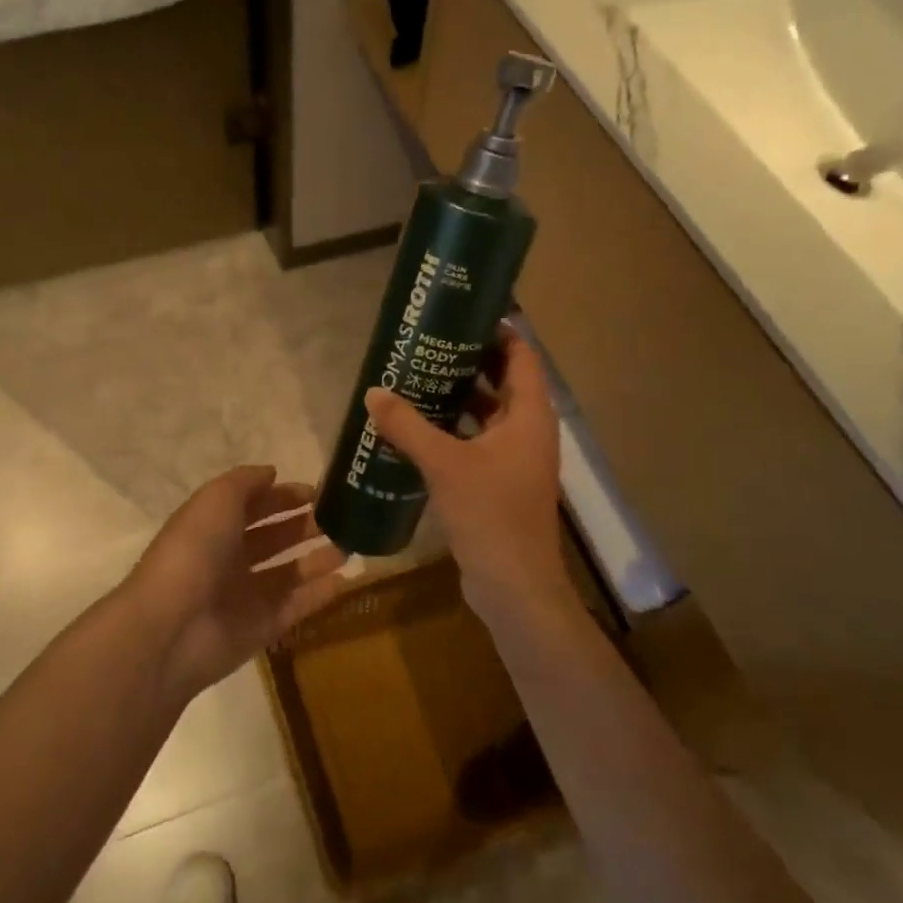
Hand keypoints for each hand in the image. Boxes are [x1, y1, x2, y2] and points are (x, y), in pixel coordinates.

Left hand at [125, 466, 346, 704]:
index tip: (318, 492)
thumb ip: (246, 482)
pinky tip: (344, 580)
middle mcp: (229, 559)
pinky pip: (296, 606)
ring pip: (289, 572)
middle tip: (341, 518)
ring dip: (317, 559)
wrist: (172, 627)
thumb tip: (272, 473)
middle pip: (273, 538)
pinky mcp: (262, 628)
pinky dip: (319, 594)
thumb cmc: (195, 551)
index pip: (253, 506)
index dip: (283, 497)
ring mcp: (246, 596)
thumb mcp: (217, 499)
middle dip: (304, 526)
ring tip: (348, 546)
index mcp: (214, 526)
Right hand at [362, 327, 577, 633]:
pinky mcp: (501, 482)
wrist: (515, 587)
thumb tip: (373, 392)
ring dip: (459, 397)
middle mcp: (529, 431)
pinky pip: (479, 442)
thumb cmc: (490, 515)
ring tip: (418, 378)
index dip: (497, 331)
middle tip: (428, 345)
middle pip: (504, 381)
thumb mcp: (444, 464)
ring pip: (489, 414)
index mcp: (530, 416)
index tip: (461, 315)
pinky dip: (455, 430)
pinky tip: (420, 428)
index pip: (521, 355)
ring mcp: (516, 459)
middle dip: (469, 362)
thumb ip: (408, 426)